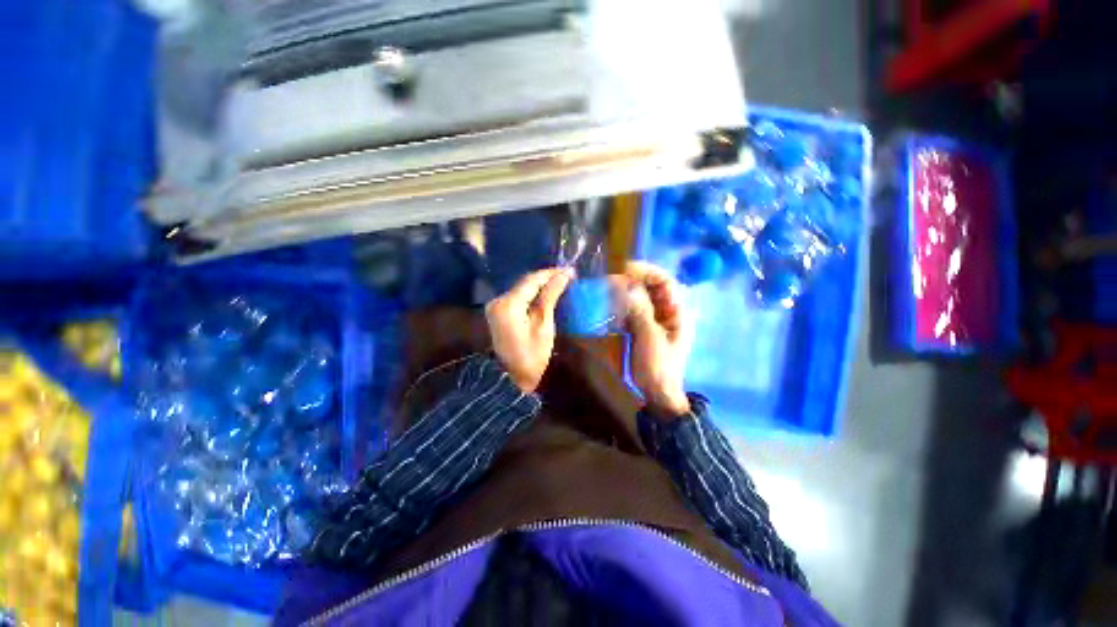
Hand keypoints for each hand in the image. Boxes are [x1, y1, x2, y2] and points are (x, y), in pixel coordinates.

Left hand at [486, 268, 573, 392]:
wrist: (511, 379)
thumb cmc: (532, 356)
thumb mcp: (544, 325)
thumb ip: (550, 297)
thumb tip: (563, 275)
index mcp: (509, 304)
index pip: (532, 280)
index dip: (551, 274)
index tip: (570, 270)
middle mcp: (498, 300)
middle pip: (525, 283)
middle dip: (546, 278)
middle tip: (567, 276)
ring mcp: (496, 307)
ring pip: (521, 289)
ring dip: (540, 285)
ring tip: (560, 282)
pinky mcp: (498, 313)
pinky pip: (517, 297)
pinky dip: (531, 294)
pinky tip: (545, 293)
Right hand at [623, 262, 692, 417]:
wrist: (658, 394)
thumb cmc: (659, 367)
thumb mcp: (650, 338)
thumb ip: (640, 311)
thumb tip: (628, 286)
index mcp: (676, 312)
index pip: (665, 281)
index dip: (646, 271)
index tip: (624, 269)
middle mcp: (667, 311)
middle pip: (650, 286)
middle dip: (631, 280)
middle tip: (609, 281)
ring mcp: (654, 319)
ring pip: (639, 297)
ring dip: (623, 293)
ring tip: (606, 292)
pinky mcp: (643, 328)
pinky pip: (632, 310)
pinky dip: (620, 306)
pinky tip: (608, 308)